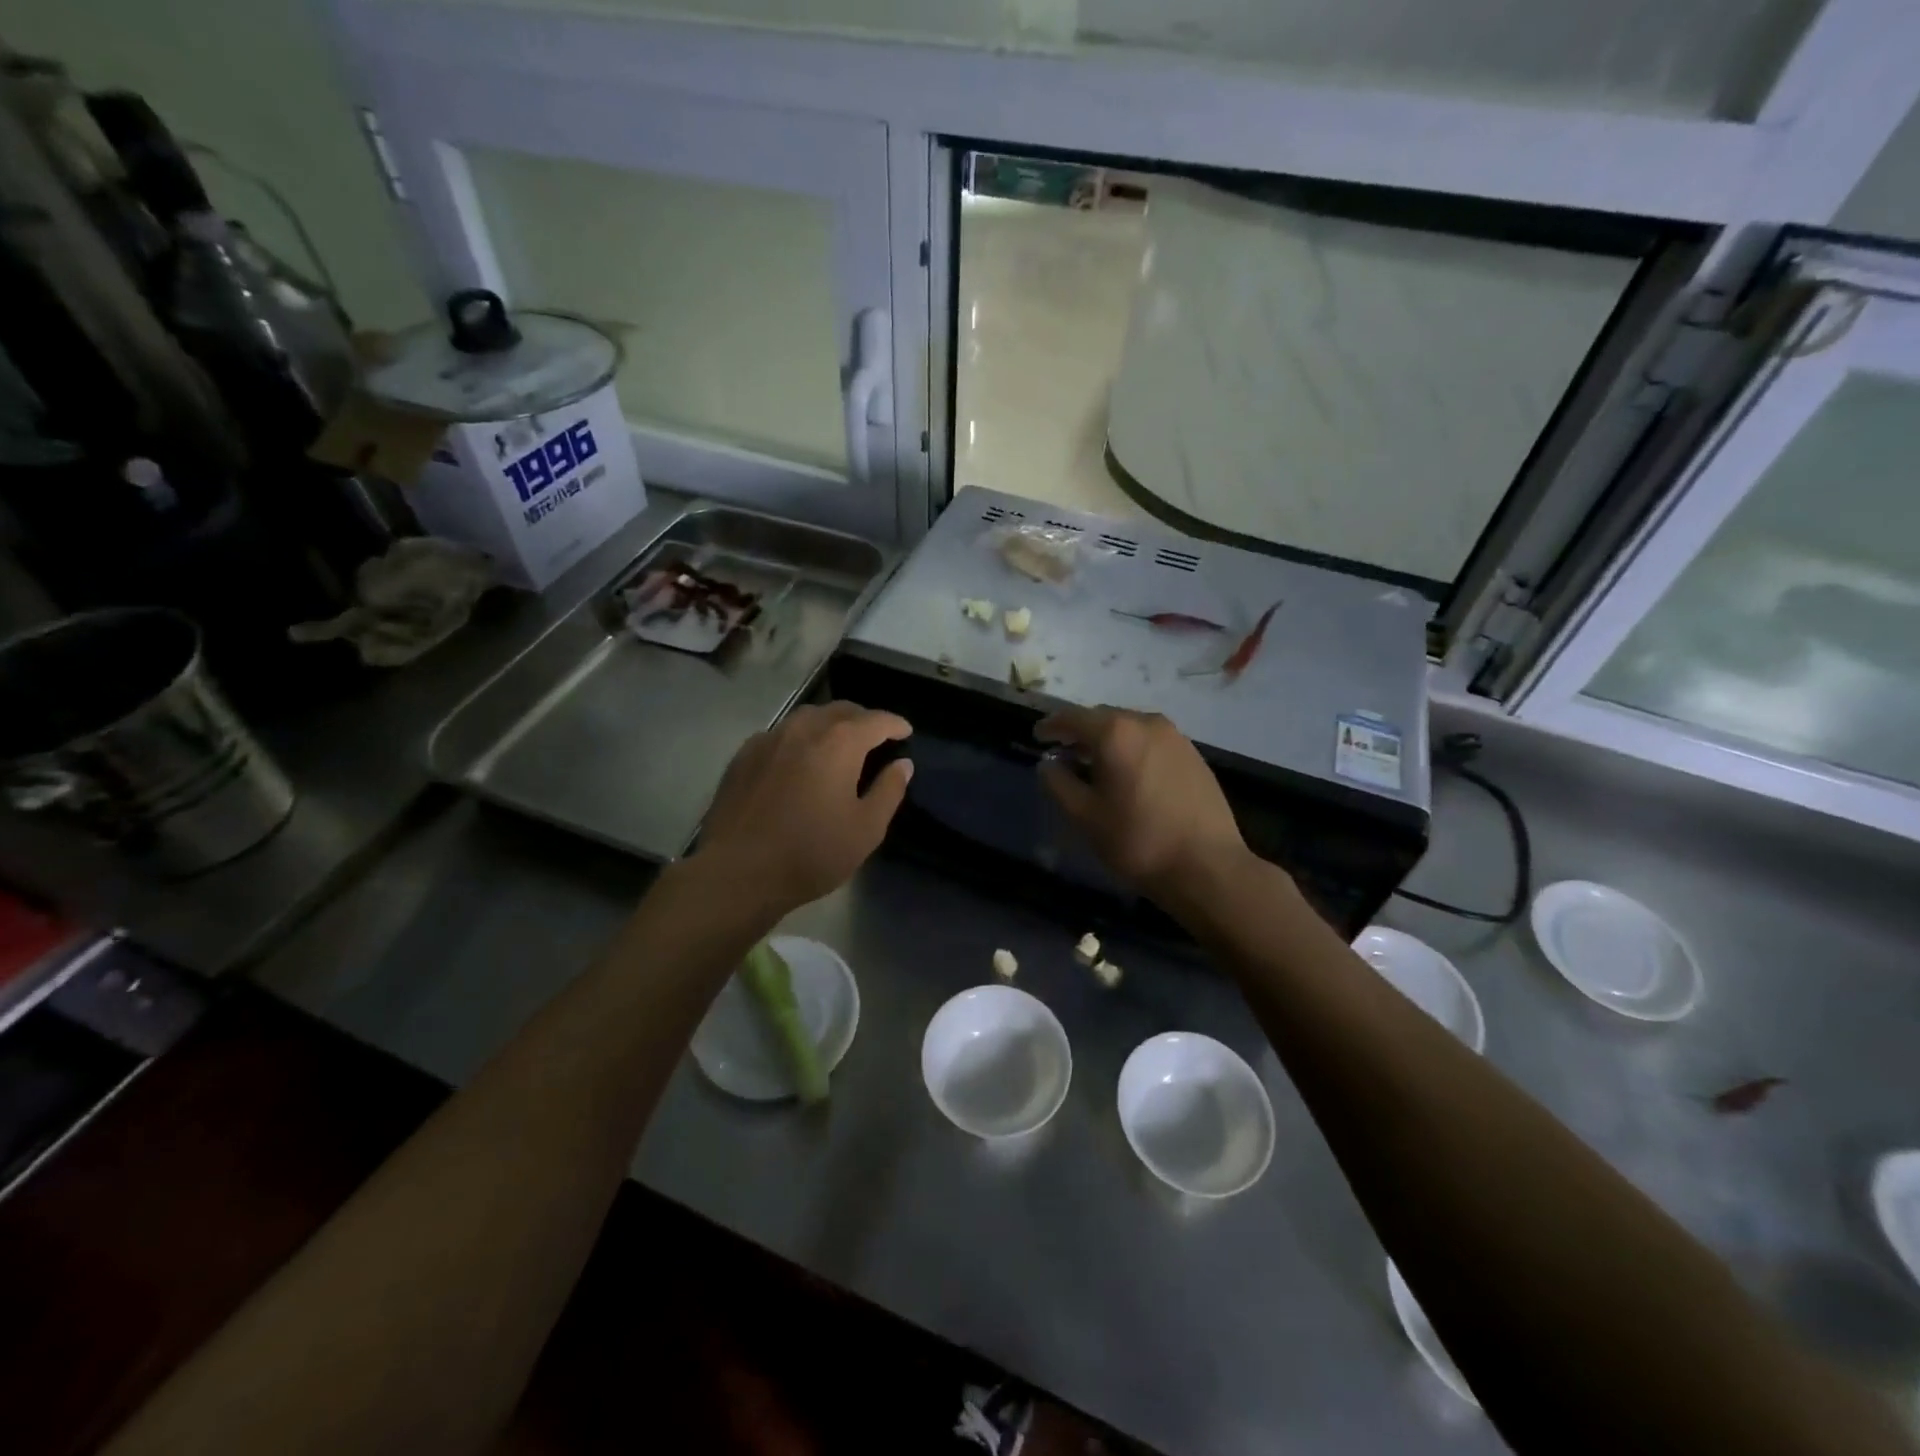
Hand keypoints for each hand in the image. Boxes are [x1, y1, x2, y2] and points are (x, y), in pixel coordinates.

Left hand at [694, 703, 912, 916]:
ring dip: (829, 724)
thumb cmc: (810, 853)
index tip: (906, 732)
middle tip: (875, 737)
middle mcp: (804, 728)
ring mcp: (769, 738)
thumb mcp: (866, 830)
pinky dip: (799, 738)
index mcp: (839, 743)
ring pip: (807, 717)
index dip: (895, 724)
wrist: (737, 871)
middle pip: (841, 710)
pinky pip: (781, 734)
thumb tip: (902, 764)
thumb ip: (888, 791)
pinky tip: (798, 760)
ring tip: (838, 744)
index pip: (876, 720)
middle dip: (863, 719)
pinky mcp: (744, 755)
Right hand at [1035, 706, 1249, 900]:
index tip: (1038, 736)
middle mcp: (1147, 723)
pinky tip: (1129, 775)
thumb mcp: (1084, 816)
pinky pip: (1152, 742)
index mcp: (1116, 733)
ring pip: (1131, 728)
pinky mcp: (1194, 755)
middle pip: (1104, 717)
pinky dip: (1133, 749)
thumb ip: (1058, 783)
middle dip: (1081, 732)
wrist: (1207, 866)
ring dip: (1109, 740)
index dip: (1052, 725)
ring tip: (1096, 765)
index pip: (1073, 717)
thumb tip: (1049, 763)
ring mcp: (1176, 738)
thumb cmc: (1137, 840)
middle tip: (1064, 752)